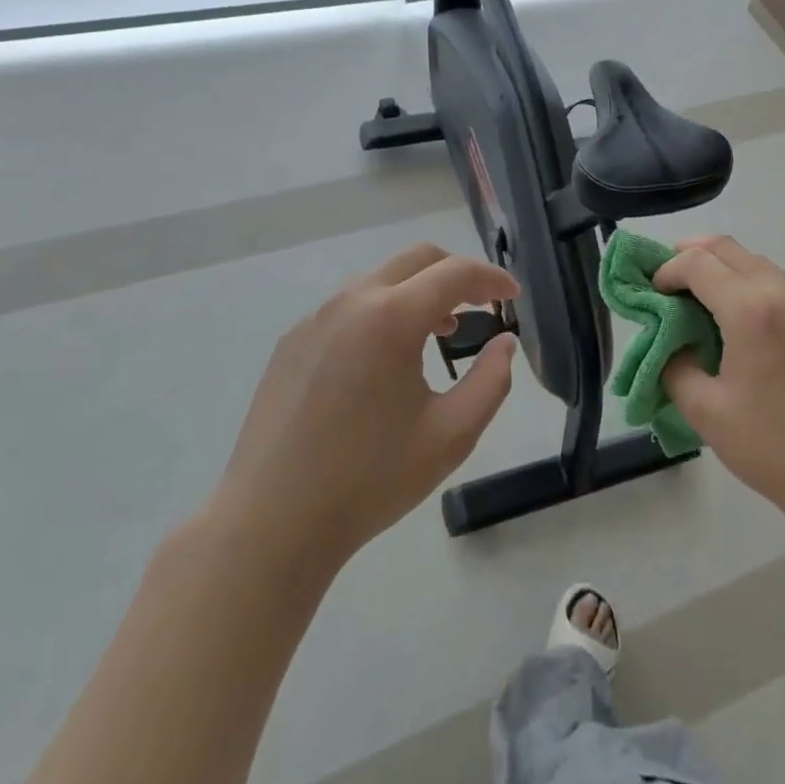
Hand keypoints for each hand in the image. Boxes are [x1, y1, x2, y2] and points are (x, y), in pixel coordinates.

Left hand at [213, 243, 518, 570]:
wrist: (271, 524)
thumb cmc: (370, 480)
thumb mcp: (451, 435)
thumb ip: (491, 381)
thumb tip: (504, 343)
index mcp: (391, 317)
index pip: (455, 273)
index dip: (492, 279)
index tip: (514, 297)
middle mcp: (351, 302)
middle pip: (417, 259)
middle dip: (457, 273)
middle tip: (482, 304)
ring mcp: (315, 319)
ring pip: (380, 280)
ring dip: (418, 292)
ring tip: (439, 333)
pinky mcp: (291, 342)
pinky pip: (349, 307)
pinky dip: (382, 312)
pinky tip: (385, 360)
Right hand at [656, 236, 784, 542]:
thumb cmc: (771, 446)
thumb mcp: (705, 411)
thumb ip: (675, 367)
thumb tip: (671, 345)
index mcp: (751, 311)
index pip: (699, 263)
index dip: (667, 270)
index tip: (651, 293)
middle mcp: (784, 296)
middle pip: (731, 249)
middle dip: (693, 253)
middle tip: (668, 276)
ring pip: (759, 264)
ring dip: (725, 267)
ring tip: (700, 295)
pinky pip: (781, 288)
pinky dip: (752, 286)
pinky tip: (742, 322)